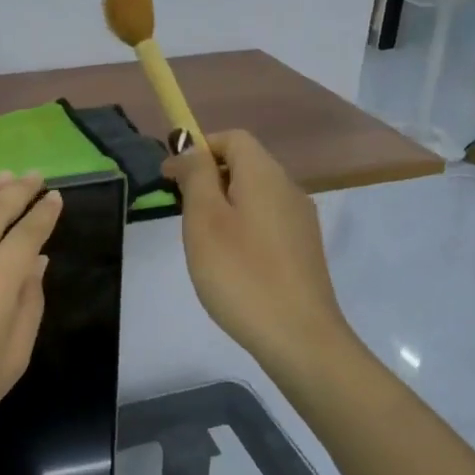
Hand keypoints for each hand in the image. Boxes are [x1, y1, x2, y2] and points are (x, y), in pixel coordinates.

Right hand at [162, 131, 349, 370]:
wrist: (299, 337)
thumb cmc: (241, 273)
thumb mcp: (204, 220)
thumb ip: (197, 177)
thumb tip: (190, 147)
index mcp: (265, 174)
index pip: (232, 137)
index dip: (199, 148)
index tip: (171, 178)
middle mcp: (289, 188)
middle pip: (245, 164)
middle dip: (208, 179)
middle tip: (182, 213)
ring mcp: (301, 220)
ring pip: (254, 195)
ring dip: (223, 205)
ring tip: (202, 242)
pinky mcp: (303, 249)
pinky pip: (266, 221)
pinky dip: (242, 227)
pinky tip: (230, 263)